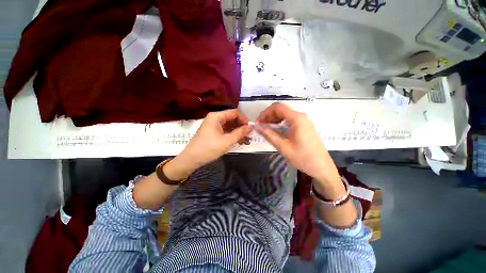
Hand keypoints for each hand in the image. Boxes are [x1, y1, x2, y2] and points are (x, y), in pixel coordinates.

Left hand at [166, 109, 252, 178]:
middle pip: (232, 118)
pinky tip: (239, 141)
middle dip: (241, 126)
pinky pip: (225, 130)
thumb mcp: (226, 141)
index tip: (251, 128)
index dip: (244, 119)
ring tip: (246, 139)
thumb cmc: (208, 149)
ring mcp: (214, 125)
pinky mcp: (213, 132)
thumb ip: (240, 133)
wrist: (191, 159)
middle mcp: (215, 118)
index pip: (234, 113)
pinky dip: (232, 134)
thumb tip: (252, 126)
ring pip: (229, 125)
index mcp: (216, 116)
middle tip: (250, 134)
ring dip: (238, 131)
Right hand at [256, 103, 342, 196]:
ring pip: (285, 115)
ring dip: (274, 120)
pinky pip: (289, 120)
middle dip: (268, 116)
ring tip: (266, 129)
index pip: (277, 107)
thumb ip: (268, 134)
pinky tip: (276, 131)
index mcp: (297, 119)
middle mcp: (301, 116)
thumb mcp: (283, 146)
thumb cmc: (302, 158)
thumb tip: (256, 126)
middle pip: (281, 110)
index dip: (265, 113)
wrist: (322, 167)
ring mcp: (304, 121)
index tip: (258, 122)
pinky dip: (280, 123)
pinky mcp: (305, 126)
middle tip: (260, 127)